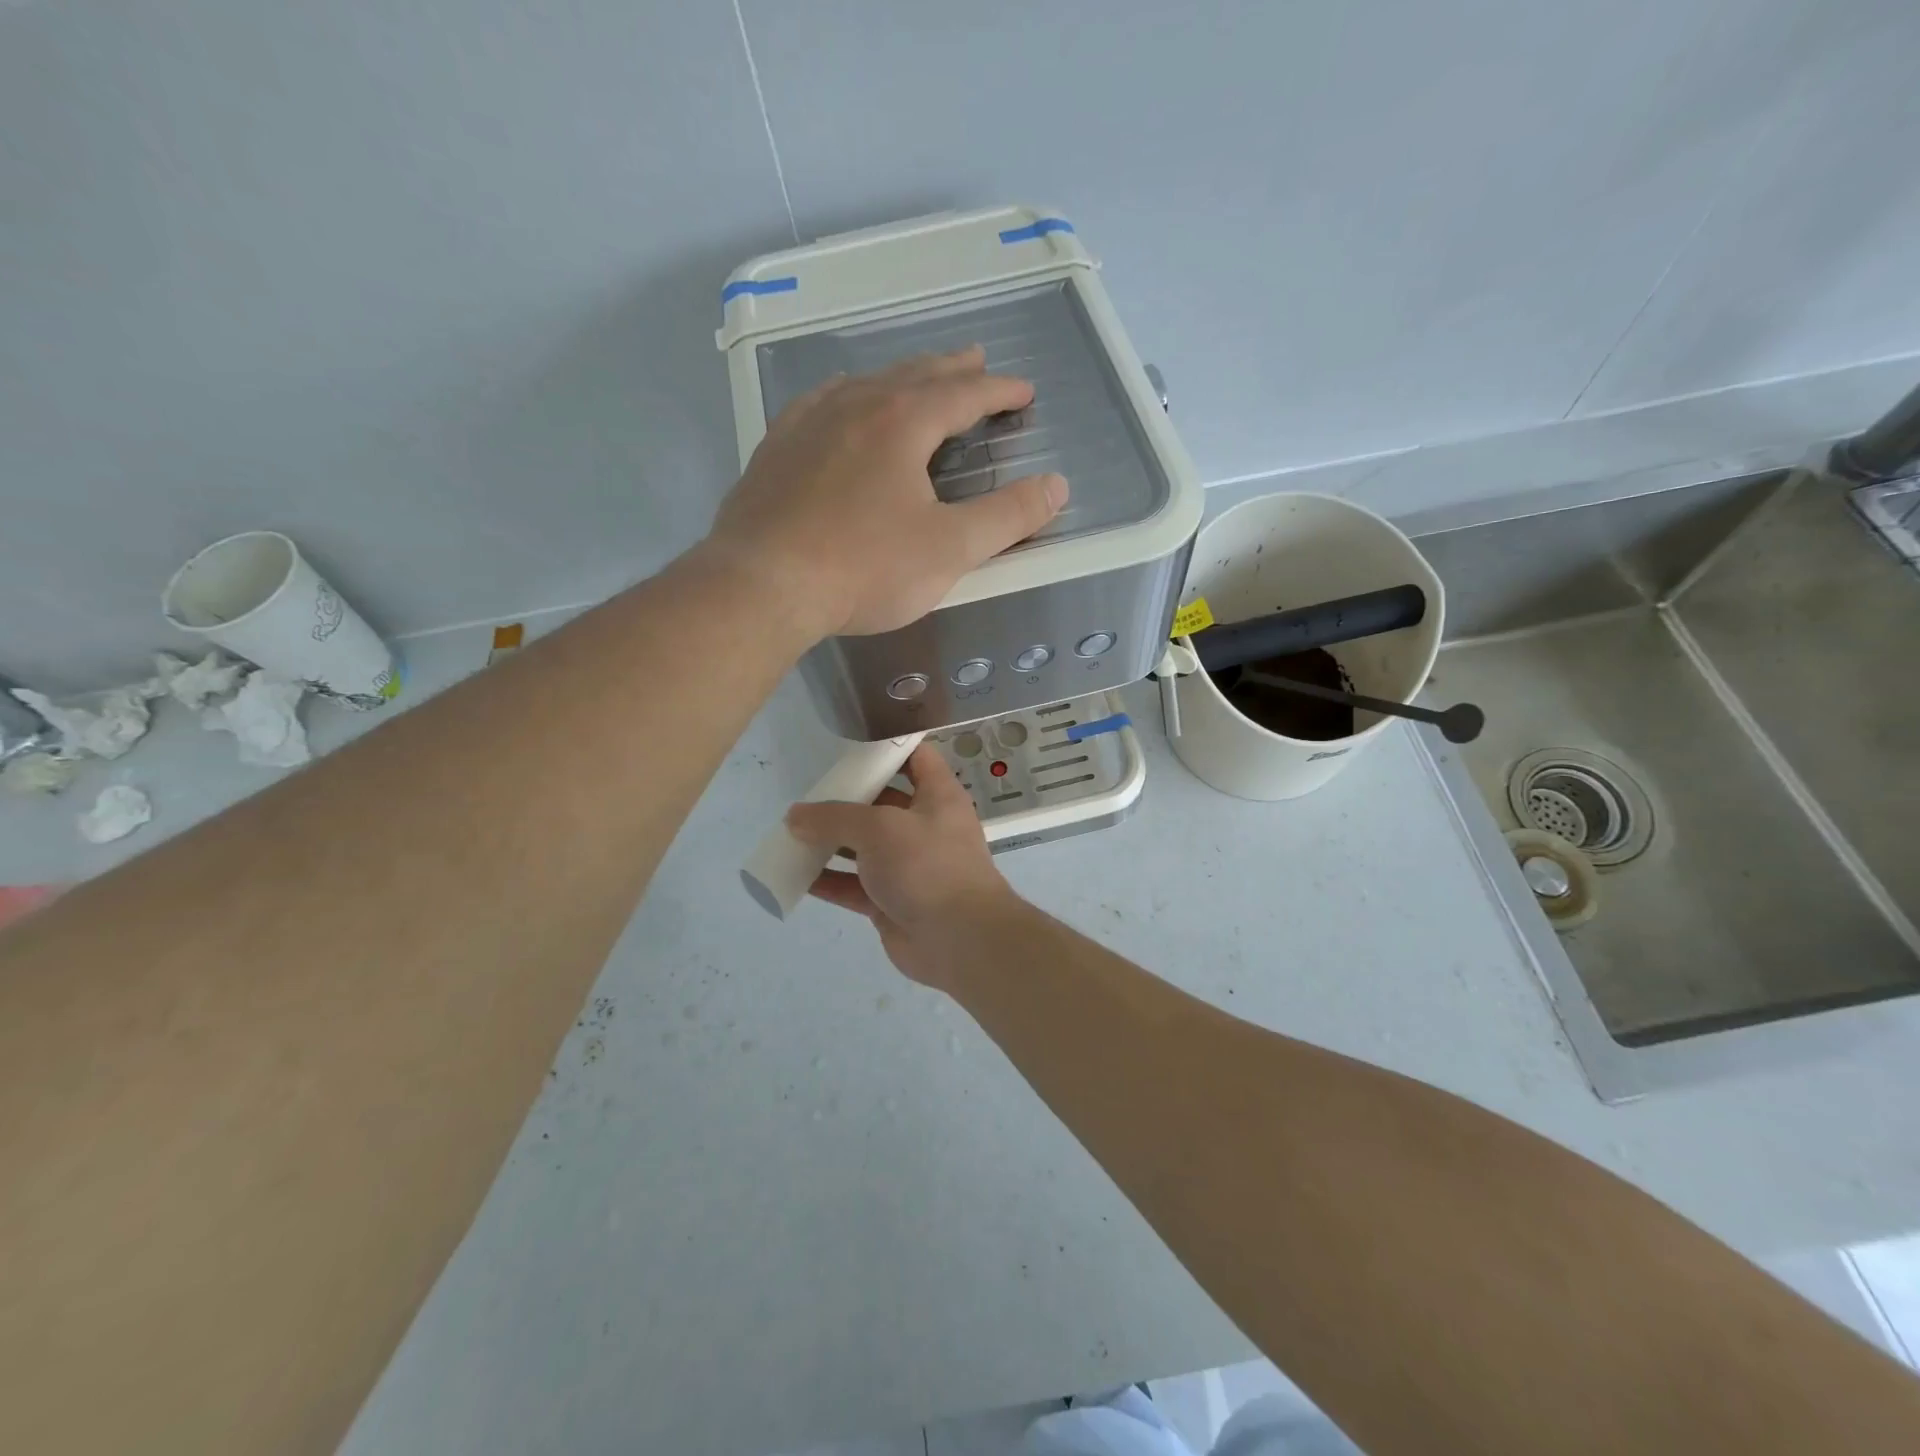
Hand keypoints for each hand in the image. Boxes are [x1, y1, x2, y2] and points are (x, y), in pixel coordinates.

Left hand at [707, 346, 1068, 638]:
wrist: (762, 585)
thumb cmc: (864, 568)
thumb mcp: (950, 550)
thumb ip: (1007, 518)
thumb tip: (1056, 486)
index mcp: (901, 422)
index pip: (962, 395)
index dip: (998, 391)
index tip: (1023, 391)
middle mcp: (854, 406)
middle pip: (913, 376)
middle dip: (952, 370)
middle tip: (976, 359)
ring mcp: (807, 424)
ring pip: (865, 384)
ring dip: (900, 377)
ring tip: (916, 377)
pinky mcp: (775, 450)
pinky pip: (819, 404)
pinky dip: (846, 396)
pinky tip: (839, 403)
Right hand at [786, 744, 1022, 988]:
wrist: (960, 940)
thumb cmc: (928, 866)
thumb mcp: (880, 828)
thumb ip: (835, 818)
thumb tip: (795, 817)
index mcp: (937, 796)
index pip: (916, 757)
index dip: (888, 746)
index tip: (851, 743)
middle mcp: (924, 827)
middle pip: (882, 802)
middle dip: (847, 799)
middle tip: (808, 793)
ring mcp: (908, 866)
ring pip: (864, 847)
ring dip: (831, 842)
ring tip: (792, 834)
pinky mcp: (892, 901)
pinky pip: (854, 886)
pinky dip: (828, 881)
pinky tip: (796, 875)